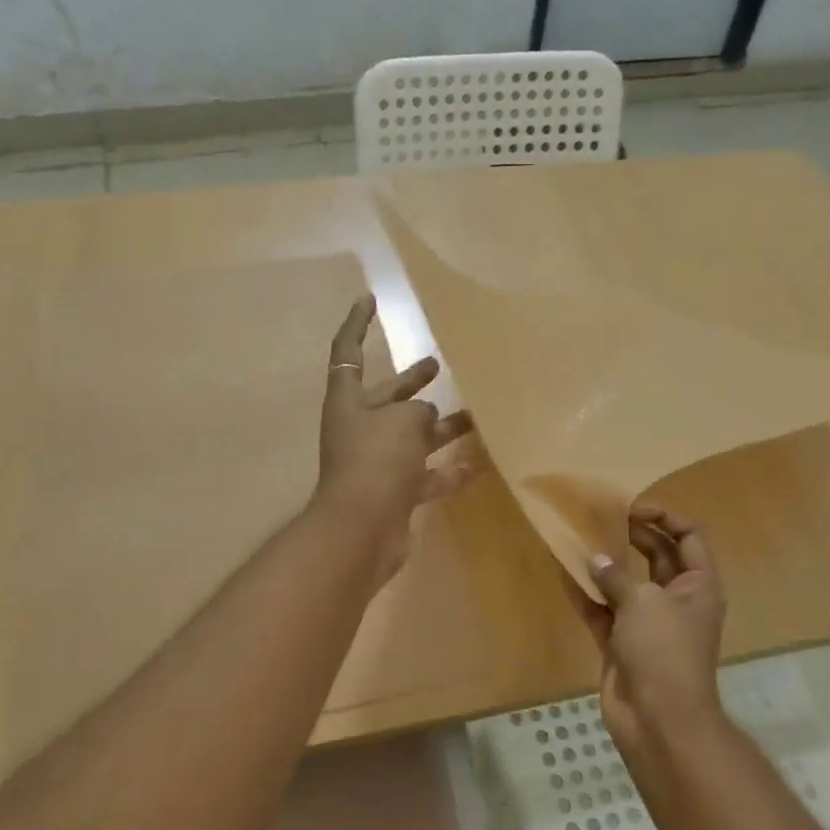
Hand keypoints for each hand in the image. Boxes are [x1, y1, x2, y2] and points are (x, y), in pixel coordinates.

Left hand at [314, 295, 475, 584]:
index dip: (357, 324)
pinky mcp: (395, 494)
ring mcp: (377, 464)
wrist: (361, 531)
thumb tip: (427, 418)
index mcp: (348, 402)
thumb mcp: (401, 421)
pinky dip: (451, 469)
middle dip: (410, 382)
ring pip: (413, 438)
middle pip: (387, 398)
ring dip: (441, 427)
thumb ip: (416, 412)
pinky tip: (481, 462)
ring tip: (476, 415)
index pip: (348, 351)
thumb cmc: (375, 461)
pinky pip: (427, 475)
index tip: (371, 298)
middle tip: (434, 365)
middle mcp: (360, 430)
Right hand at [578, 505, 726, 756]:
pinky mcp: (622, 642)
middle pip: (657, 555)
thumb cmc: (663, 651)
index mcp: (698, 585)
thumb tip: (595, 559)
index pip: (689, 536)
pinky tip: (564, 573)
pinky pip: (603, 609)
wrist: (658, 719)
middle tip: (599, 517)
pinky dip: (586, 593)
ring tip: (578, 538)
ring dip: (604, 563)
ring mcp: (648, 622)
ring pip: (626, 582)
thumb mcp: (643, 602)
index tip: (630, 508)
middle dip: (631, 534)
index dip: (664, 516)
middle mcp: (676, 599)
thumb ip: (616, 575)